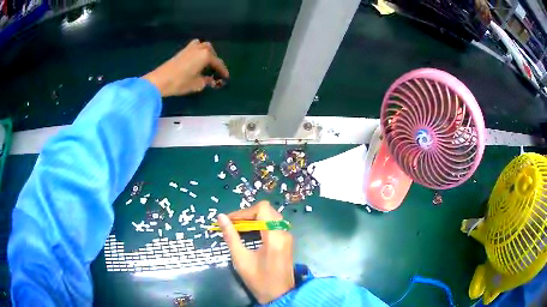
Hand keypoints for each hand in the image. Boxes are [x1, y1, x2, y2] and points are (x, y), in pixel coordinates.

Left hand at [142, 39, 228, 96]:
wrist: (160, 80)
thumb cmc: (180, 82)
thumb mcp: (196, 84)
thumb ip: (206, 81)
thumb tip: (211, 80)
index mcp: (205, 55)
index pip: (218, 63)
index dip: (223, 71)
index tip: (226, 77)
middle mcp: (199, 48)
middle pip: (210, 50)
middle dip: (214, 59)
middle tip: (215, 69)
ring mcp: (189, 48)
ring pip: (202, 46)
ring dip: (206, 52)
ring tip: (205, 62)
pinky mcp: (181, 51)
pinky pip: (194, 47)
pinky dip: (198, 52)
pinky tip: (196, 61)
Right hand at [218, 201, 294, 303]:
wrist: (279, 295)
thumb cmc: (259, 280)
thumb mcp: (241, 259)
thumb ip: (231, 236)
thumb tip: (221, 217)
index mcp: (275, 236)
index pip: (262, 208)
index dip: (244, 212)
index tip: (229, 220)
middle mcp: (284, 232)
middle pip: (267, 211)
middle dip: (247, 215)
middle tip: (232, 224)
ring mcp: (287, 236)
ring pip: (270, 217)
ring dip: (253, 219)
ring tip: (237, 228)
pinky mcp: (286, 241)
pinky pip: (273, 225)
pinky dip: (260, 225)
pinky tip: (249, 234)